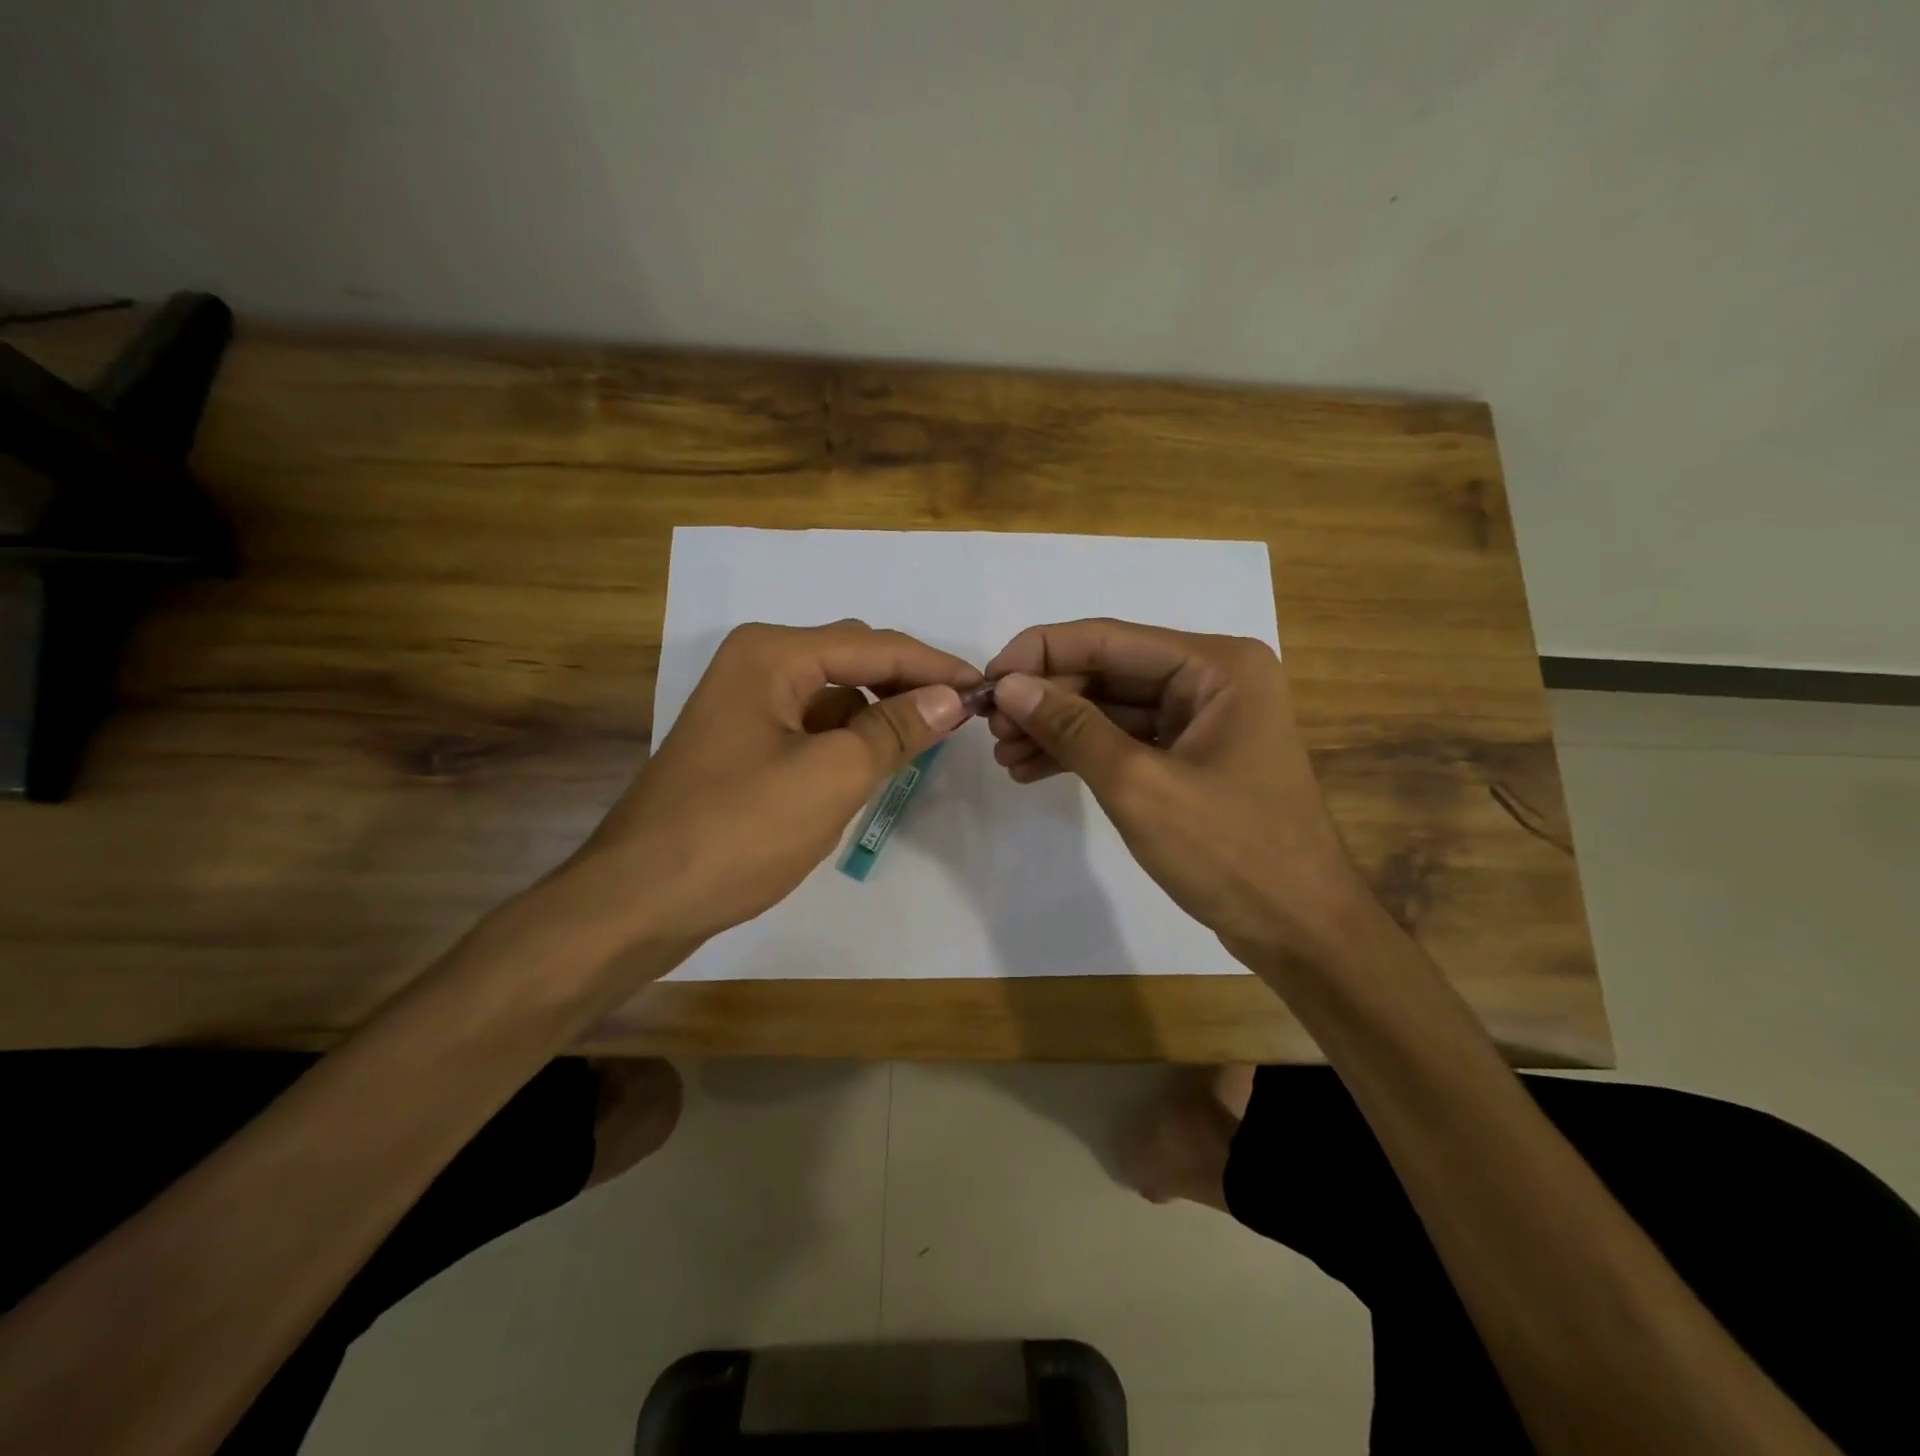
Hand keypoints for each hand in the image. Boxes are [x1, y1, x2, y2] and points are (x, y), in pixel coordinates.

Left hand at [570, 620, 979, 946]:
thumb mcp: (831, 776)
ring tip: (925, 739)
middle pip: (852, 660)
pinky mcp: (743, 745)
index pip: (873, 646)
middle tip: (961, 713)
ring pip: (833, 695)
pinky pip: (812, 726)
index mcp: (772, 655)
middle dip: (907, 683)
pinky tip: (874, 763)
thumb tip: (951, 698)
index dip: (934, 665)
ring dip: (879, 712)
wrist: (639, 900)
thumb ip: (895, 730)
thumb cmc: (738, 831)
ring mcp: (745, 706)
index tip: (985, 687)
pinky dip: (848, 738)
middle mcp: (756, 665)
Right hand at [984, 618, 1370, 968]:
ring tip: (1003, 756)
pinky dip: (1083, 754)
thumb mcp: (1139, 785)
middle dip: (1047, 698)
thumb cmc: (1230, 852)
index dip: (1040, 654)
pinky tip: (1033, 770)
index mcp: (1217, 666)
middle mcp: (1212, 679)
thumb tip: (1008, 686)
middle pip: (1109, 670)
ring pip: (1112, 707)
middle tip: (990, 729)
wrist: (1299, 932)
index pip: (1109, 638)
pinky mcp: (1192, 757)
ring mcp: (1203, 719)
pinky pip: (1126, 740)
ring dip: (1057, 728)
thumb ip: (1071, 728)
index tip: (986, 682)